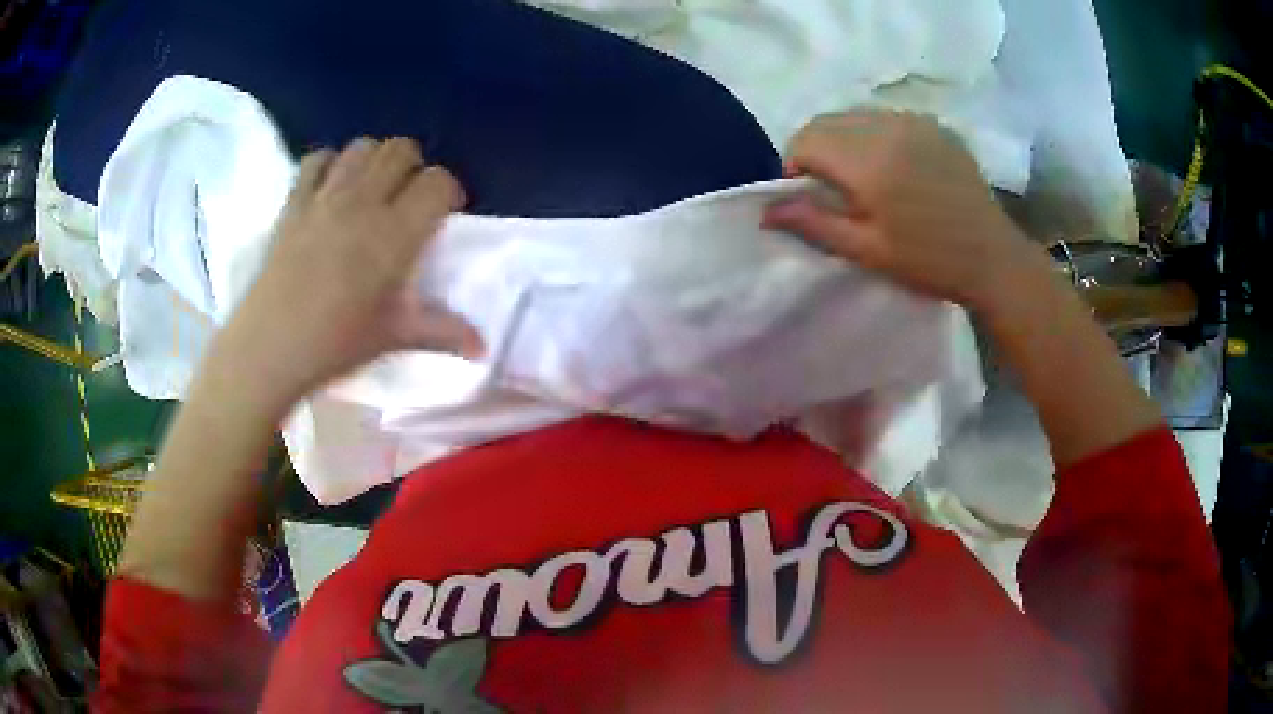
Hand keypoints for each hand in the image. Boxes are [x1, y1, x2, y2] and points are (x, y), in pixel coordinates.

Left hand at [224, 137, 482, 399]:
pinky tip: (330, 188)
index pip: (438, 182)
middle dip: (414, 167)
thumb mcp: (393, 337)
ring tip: (371, 190)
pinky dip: (329, 164)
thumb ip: (442, 332)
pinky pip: (316, 159)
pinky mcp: (293, 202)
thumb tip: (483, 347)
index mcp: (395, 232)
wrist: (269, 349)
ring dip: (374, 160)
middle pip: (401, 149)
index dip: (449, 191)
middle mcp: (363, 201)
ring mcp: (324, 197)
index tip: (445, 214)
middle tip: (408, 200)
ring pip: (362, 146)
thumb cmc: (335, 344)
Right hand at [763, 110, 1044, 310]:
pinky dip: (874, 134)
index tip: (806, 195)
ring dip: (844, 139)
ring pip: (855, 115)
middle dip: (816, 149)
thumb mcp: (867, 251)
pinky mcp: (933, 124)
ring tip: (862, 176)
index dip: (794, 166)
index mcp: (870, 161)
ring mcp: (914, 121)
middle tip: (830, 188)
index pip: (805, 139)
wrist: (993, 258)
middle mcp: (888, 127)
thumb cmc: (929, 262)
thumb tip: (765, 210)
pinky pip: (886, 117)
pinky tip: (893, 165)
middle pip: (826, 121)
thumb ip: (813, 224)